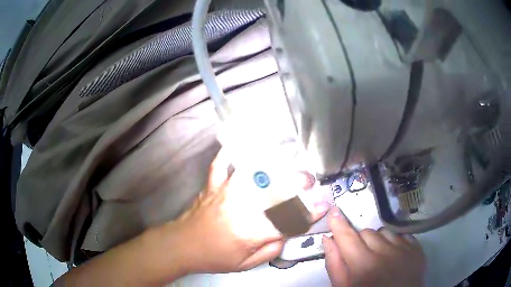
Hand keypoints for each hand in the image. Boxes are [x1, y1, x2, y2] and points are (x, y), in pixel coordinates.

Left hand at [166, 149, 329, 273]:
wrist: (181, 246)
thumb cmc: (213, 257)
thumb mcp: (245, 264)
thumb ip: (270, 250)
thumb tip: (285, 234)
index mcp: (250, 232)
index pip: (287, 221)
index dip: (308, 214)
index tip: (323, 205)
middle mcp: (240, 208)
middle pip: (274, 192)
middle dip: (297, 184)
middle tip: (309, 180)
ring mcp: (224, 193)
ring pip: (251, 174)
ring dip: (272, 166)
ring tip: (285, 162)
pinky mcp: (212, 186)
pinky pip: (220, 165)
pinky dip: (229, 154)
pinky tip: (237, 146)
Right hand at [322, 207, 425, 286]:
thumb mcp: (344, 286)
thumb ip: (335, 264)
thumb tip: (328, 239)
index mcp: (364, 265)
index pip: (348, 237)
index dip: (339, 224)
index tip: (333, 212)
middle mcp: (385, 252)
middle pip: (366, 232)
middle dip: (360, 241)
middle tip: (360, 256)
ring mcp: (404, 248)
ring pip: (384, 232)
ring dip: (378, 241)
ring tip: (379, 257)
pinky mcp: (416, 248)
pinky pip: (401, 235)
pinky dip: (394, 242)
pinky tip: (393, 255)